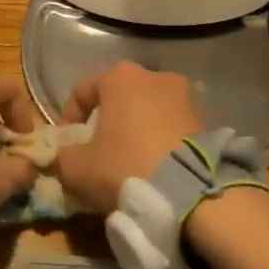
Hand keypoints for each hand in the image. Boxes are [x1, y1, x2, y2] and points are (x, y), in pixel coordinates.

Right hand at [53, 62, 202, 213]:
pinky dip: (161, 142)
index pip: (82, 91)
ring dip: (136, 132)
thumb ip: (62, 156)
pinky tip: (156, 169)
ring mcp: (185, 97)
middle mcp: (155, 76)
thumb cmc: (124, 166)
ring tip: (130, 163)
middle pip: (119, 99)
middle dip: (106, 123)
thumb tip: (63, 156)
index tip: (67, 146)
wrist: (190, 191)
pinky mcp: (207, 121)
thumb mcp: (76, 167)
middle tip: (98, 154)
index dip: (68, 119)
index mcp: (120, 77)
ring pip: (148, 112)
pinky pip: (172, 128)